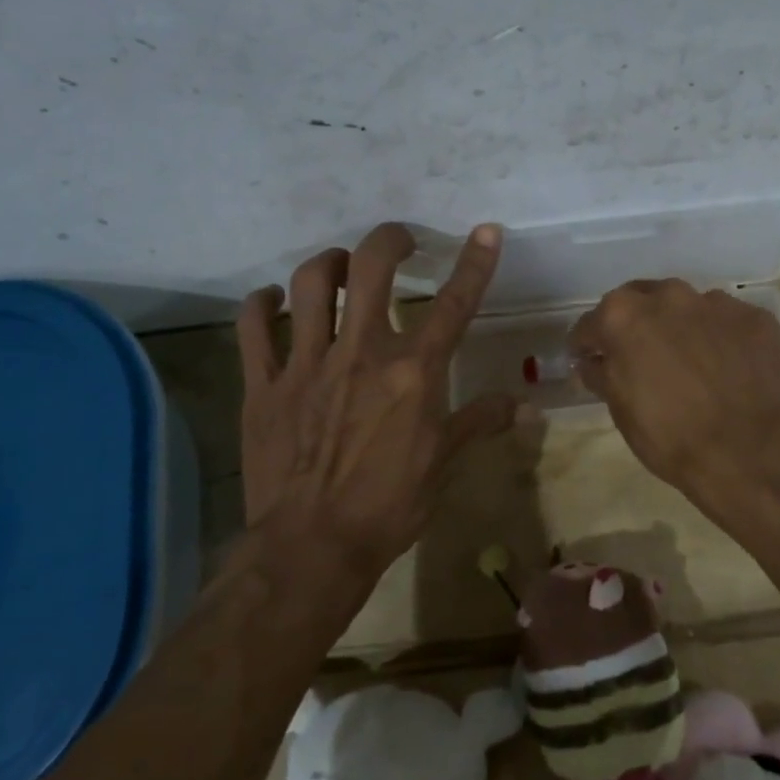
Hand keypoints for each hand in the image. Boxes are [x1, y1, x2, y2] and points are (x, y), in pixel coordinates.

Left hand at [235, 223, 515, 574]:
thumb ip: (480, 422)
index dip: (474, 262)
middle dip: (389, 241)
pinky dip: (262, 304)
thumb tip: (527, 409)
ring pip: (310, 284)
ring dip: (330, 264)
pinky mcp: (265, 384)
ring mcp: (307, 364)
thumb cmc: (388, 507)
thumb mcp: (442, 464)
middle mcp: (361, 353)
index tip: (486, 231)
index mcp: (413, 373)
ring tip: (341, 270)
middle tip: (399, 243)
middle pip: (371, 269)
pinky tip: (273, 302)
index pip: (452, 305)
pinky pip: (253, 326)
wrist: (312, 548)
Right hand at [568, 279, 779, 489]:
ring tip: (690, 361)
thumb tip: (592, 361)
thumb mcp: (620, 409)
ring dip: (681, 327)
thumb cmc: (668, 436)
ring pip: (687, 307)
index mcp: (624, 315)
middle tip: (642, 357)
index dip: (588, 345)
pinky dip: (720, 337)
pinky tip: (726, 366)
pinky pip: (727, 321)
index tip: (591, 359)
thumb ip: (601, 373)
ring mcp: (716, 303)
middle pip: (641, 302)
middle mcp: (669, 296)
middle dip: (636, 324)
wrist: (744, 454)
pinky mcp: (755, 318)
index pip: (592, 324)